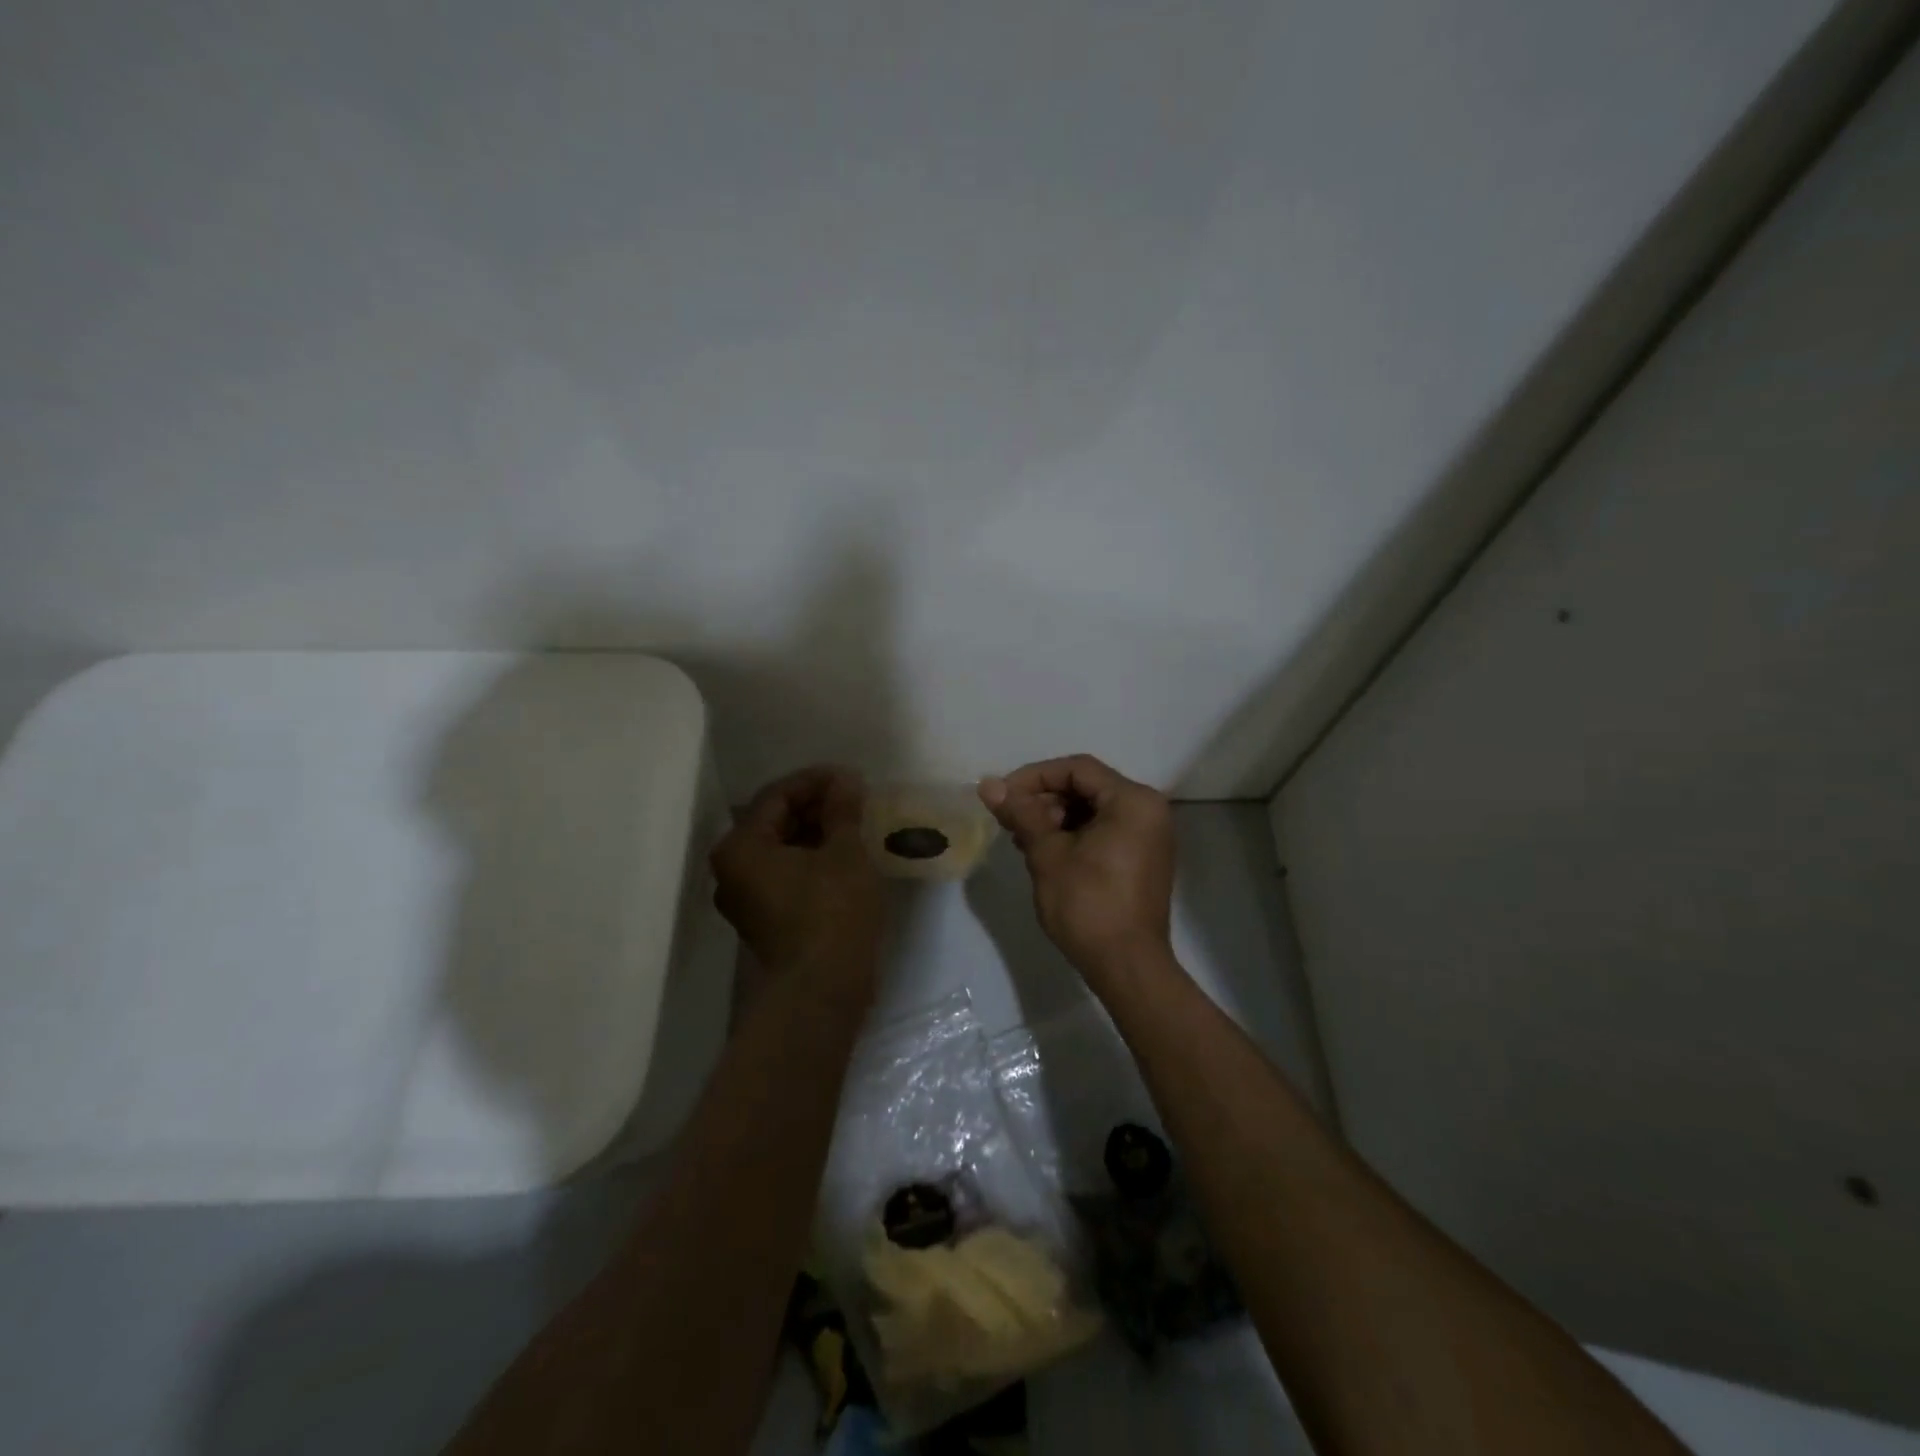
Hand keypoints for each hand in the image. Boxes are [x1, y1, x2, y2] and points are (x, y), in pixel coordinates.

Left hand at [711, 766, 885, 995]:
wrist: (822, 991)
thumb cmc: (832, 913)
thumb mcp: (844, 853)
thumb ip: (842, 811)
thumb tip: (846, 781)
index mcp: (741, 847)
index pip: (777, 796)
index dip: (817, 781)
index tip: (852, 778)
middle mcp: (732, 870)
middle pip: (775, 821)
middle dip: (816, 806)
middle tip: (855, 798)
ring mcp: (747, 897)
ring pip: (782, 848)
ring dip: (816, 832)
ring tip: (855, 822)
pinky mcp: (766, 918)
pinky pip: (786, 873)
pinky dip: (812, 858)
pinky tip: (845, 854)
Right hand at [978, 754, 1175, 988]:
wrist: (1127, 967)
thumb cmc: (1088, 904)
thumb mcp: (1048, 854)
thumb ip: (1021, 813)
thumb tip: (988, 784)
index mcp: (1133, 801)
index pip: (1077, 769)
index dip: (1034, 777)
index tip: (1003, 796)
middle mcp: (1148, 810)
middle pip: (1086, 787)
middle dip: (1044, 800)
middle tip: (1011, 822)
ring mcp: (1149, 836)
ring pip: (1093, 810)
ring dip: (1055, 819)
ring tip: (1023, 841)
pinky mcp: (1142, 859)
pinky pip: (1104, 831)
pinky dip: (1074, 835)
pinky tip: (1045, 853)